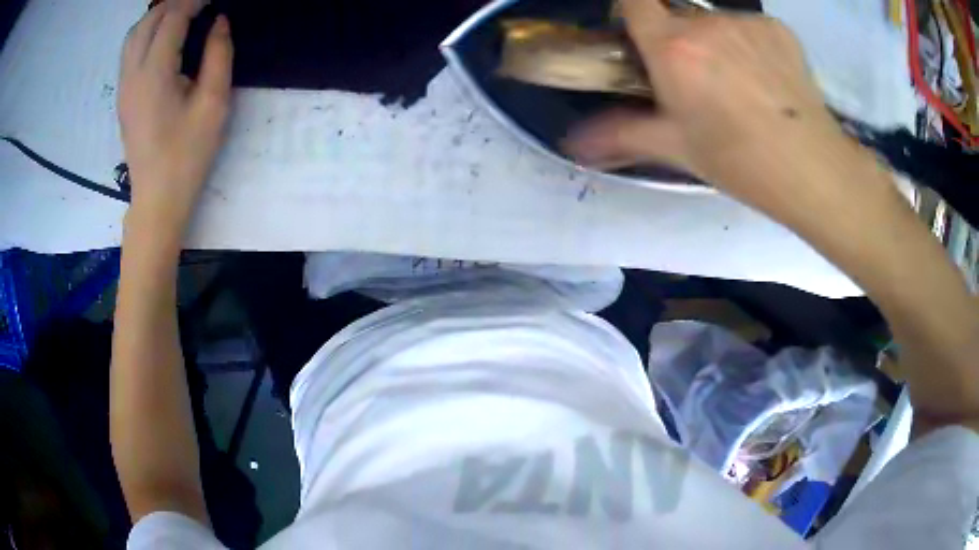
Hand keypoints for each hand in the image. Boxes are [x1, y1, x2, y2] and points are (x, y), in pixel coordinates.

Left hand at [118, 0, 232, 232]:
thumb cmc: (188, 155)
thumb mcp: (214, 104)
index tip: (214, 0)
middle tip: (200, 4)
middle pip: (149, 20)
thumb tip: (218, 21)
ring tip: (182, 15)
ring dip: (158, 16)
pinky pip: (130, 50)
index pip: (172, 19)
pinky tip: (163, 37)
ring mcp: (124, 86)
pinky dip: (147, 32)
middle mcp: (133, 74)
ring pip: (134, 33)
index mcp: (155, 74)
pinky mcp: (123, 95)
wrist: (156, 198)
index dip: (194, 1)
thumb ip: (218, 55)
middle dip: (175, 3)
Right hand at [563, 0, 888, 228]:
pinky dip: (750, 45)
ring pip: (715, 22)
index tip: (636, 25)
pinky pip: (749, 27)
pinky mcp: (777, 28)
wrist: (811, 169)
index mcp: (671, 47)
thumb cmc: (738, 161)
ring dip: (716, 42)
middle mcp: (704, 22)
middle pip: (677, 15)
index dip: (629, 6)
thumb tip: (572, 146)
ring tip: (738, 85)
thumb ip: (621, 134)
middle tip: (696, 78)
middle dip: (677, 38)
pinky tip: (767, 80)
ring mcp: (745, 21)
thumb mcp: (676, 149)